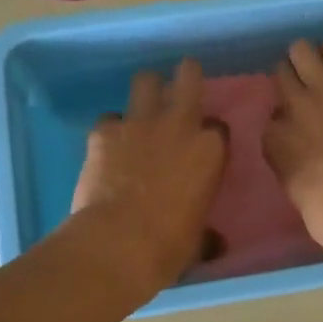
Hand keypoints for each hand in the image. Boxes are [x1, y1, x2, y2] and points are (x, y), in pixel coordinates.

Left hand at [71, 59, 227, 296]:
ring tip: (142, 107)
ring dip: (146, 91)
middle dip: (186, 75)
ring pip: (145, 81)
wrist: (117, 244)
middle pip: (188, 76)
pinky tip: (107, 146)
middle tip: (182, 82)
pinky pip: (109, 118)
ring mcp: (139, 123)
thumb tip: (216, 243)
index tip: (204, 145)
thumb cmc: (168, 246)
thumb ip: (207, 233)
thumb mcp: (198, 241)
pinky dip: (110, 129)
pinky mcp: (104, 131)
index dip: (210, 133)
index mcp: (210, 150)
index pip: (218, 126)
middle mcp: (179, 125)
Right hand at [264, 37, 322, 262]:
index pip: (272, 120)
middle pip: (281, 77)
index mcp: (276, 143)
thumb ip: (293, 171)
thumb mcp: (300, 199)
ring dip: (311, 58)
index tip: (299, 129)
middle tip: (310, 90)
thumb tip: (300, 163)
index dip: (286, 121)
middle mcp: (293, 109)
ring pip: (302, 52)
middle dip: (293, 81)